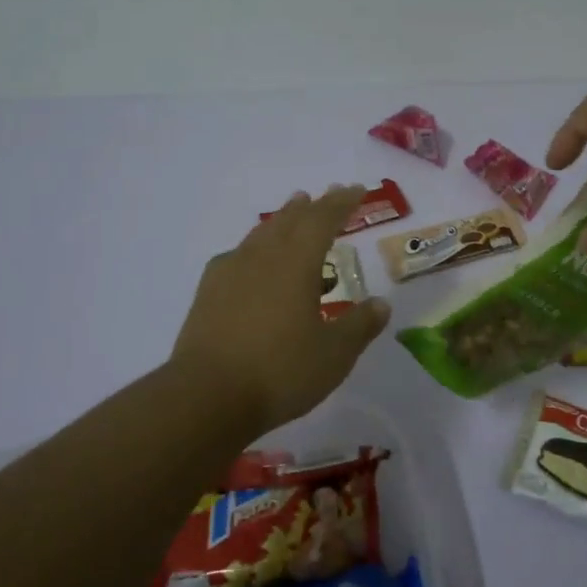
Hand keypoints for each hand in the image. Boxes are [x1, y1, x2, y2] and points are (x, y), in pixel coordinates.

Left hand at [171, 185, 390, 434]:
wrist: (206, 397)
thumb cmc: (280, 371)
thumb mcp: (334, 354)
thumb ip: (359, 326)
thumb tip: (381, 304)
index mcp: (296, 263)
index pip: (323, 220)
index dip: (342, 203)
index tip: (356, 189)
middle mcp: (262, 257)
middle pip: (290, 219)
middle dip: (313, 206)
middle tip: (328, 194)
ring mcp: (230, 272)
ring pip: (262, 233)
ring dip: (282, 219)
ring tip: (293, 210)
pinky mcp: (208, 293)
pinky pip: (238, 255)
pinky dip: (254, 247)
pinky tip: (252, 259)